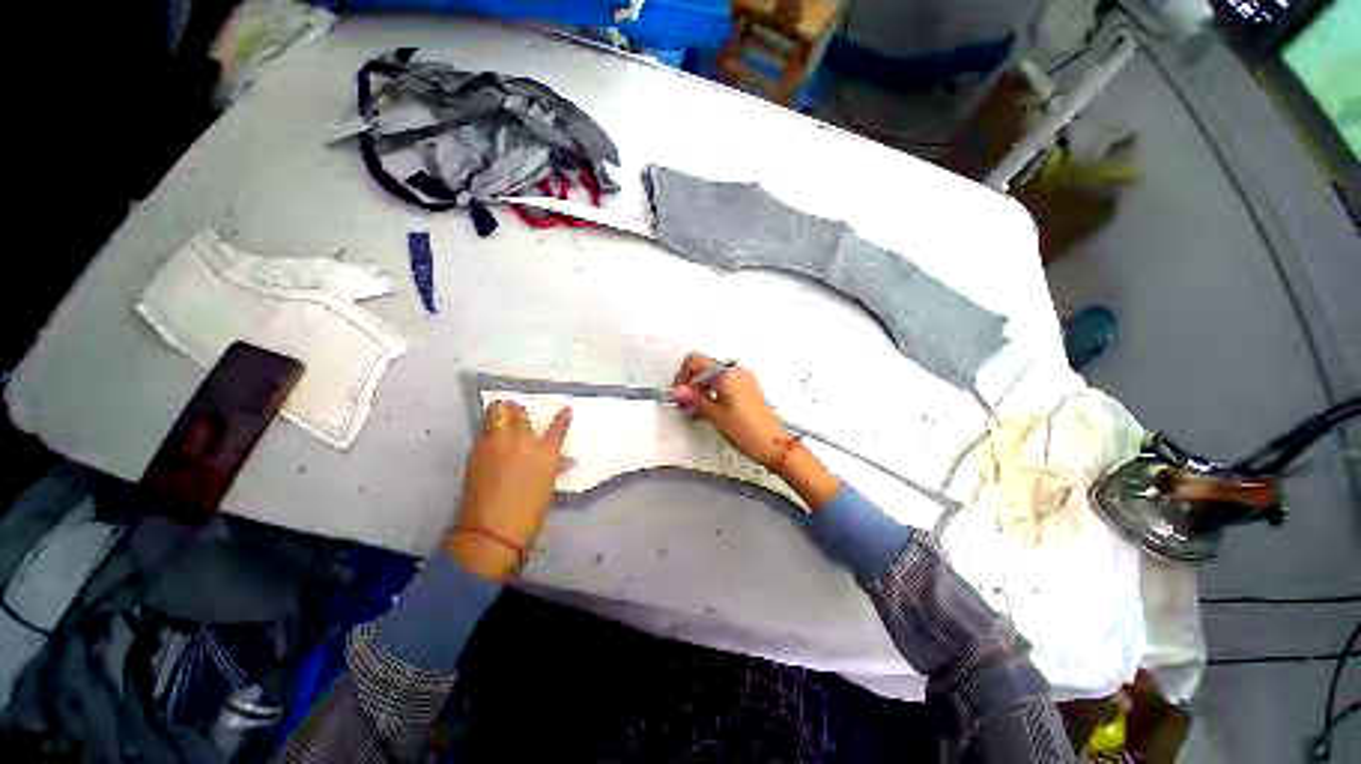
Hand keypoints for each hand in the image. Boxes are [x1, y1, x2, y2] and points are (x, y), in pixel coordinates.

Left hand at [443, 400, 571, 579]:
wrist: (491, 531)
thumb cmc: (528, 514)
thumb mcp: (547, 488)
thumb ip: (554, 468)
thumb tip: (562, 461)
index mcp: (545, 453)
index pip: (558, 428)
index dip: (563, 417)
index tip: (566, 409)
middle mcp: (522, 442)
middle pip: (518, 413)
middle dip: (517, 408)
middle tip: (517, 410)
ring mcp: (496, 444)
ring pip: (495, 413)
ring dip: (500, 411)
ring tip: (501, 413)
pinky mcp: (476, 452)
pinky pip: (483, 431)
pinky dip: (488, 429)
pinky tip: (490, 435)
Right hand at [672, 352, 840, 510]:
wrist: (775, 446)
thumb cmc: (750, 432)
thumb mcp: (716, 417)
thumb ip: (695, 399)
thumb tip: (679, 390)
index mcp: (728, 375)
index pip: (696, 363)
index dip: (682, 377)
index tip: (678, 393)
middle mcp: (737, 373)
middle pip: (704, 368)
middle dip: (690, 383)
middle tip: (684, 403)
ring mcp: (744, 381)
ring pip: (714, 377)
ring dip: (701, 389)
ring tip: (695, 409)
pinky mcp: (748, 390)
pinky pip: (724, 384)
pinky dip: (713, 393)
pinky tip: (708, 410)